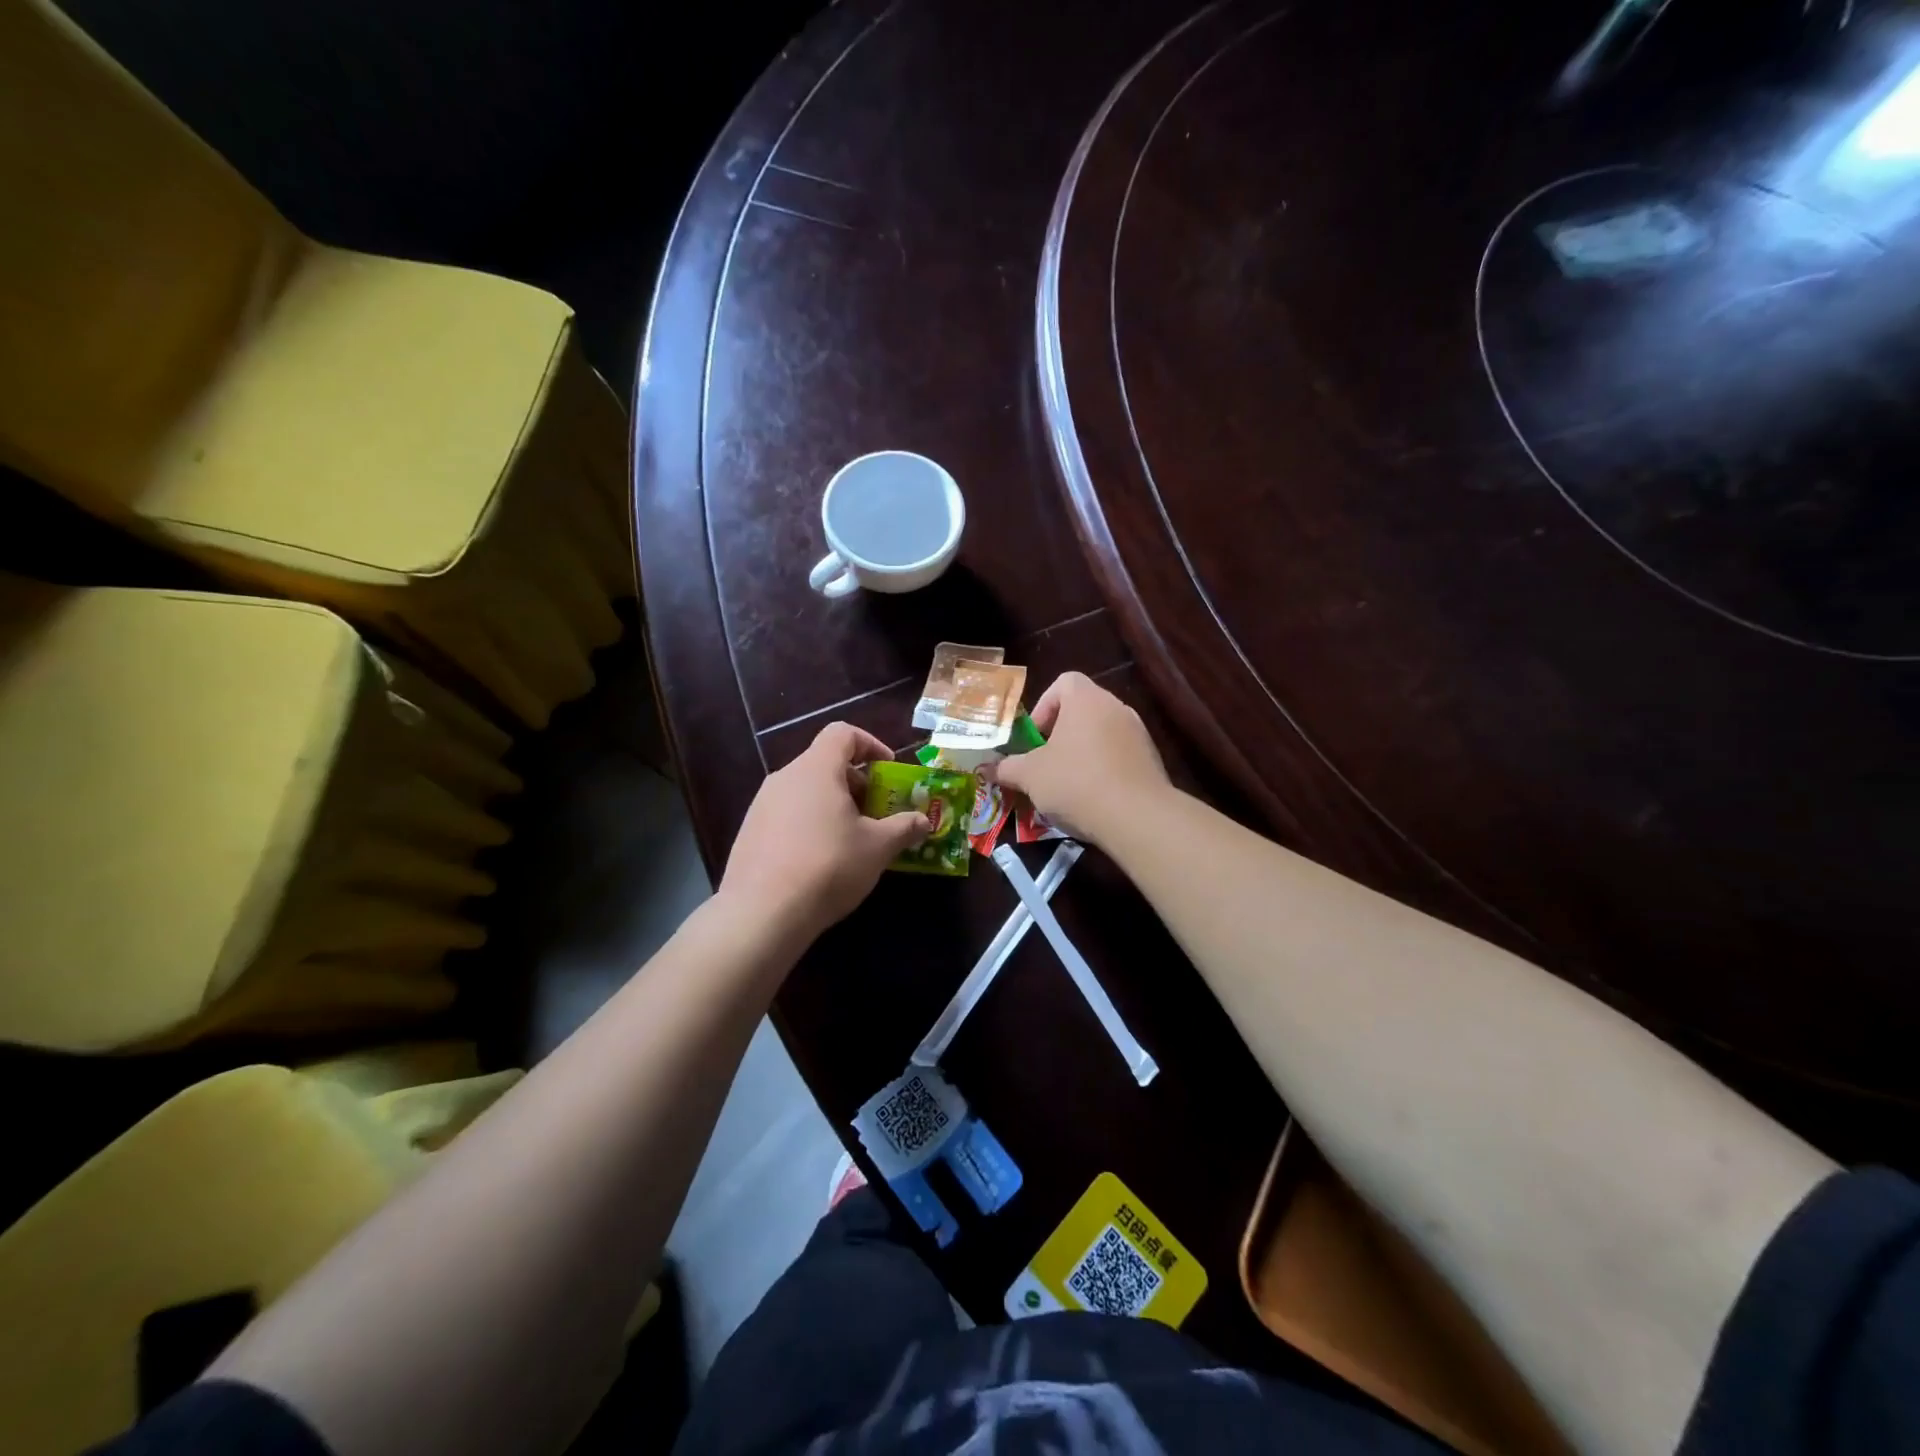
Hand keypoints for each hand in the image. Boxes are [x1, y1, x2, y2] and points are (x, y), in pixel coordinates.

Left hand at [719, 722, 928, 943]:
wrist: (762, 912)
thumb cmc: (828, 866)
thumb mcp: (878, 848)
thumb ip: (903, 828)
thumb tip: (924, 821)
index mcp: (816, 769)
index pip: (842, 733)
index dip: (870, 744)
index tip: (888, 769)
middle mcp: (785, 777)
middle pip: (824, 763)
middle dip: (856, 782)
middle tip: (877, 811)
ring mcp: (761, 804)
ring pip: (805, 790)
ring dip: (833, 804)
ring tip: (852, 838)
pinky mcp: (750, 832)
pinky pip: (787, 814)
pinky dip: (810, 823)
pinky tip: (821, 859)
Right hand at [986, 672, 1170, 845]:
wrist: (1137, 817)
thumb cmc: (1076, 782)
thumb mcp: (1030, 776)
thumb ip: (1006, 768)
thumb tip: (985, 768)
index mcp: (1086, 700)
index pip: (1064, 681)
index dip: (1044, 704)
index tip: (1035, 736)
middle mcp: (1116, 708)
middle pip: (1083, 709)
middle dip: (1061, 734)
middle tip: (1045, 762)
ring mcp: (1138, 733)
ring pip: (1102, 733)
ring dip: (1082, 752)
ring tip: (1067, 784)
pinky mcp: (1151, 760)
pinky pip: (1120, 755)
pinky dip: (1104, 769)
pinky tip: (1093, 798)